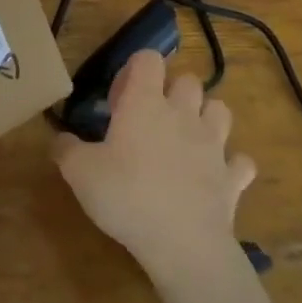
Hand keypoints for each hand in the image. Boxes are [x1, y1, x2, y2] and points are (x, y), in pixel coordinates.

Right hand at [53, 49, 256, 282]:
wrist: (182, 244)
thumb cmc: (126, 196)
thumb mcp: (78, 172)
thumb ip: (66, 149)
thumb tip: (60, 139)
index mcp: (145, 103)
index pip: (148, 59)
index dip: (134, 69)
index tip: (120, 98)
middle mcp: (183, 114)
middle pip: (188, 80)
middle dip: (172, 90)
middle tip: (150, 117)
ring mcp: (214, 145)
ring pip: (220, 110)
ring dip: (206, 116)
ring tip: (186, 137)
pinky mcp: (232, 178)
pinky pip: (241, 161)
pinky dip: (230, 164)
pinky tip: (215, 175)